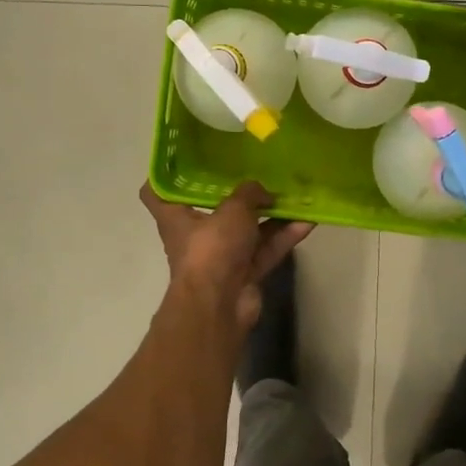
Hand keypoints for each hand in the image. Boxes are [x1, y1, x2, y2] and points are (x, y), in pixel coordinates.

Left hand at [139, 181, 314, 332]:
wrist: (220, 305)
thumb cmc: (212, 248)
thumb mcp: (233, 209)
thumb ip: (250, 193)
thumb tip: (263, 191)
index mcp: (177, 217)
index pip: (156, 193)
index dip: (166, 176)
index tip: (185, 160)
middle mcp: (196, 236)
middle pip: (214, 210)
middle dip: (238, 195)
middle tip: (259, 172)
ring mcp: (221, 257)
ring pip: (248, 230)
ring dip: (271, 215)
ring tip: (296, 194)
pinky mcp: (244, 274)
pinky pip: (266, 250)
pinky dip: (284, 237)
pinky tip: (308, 220)